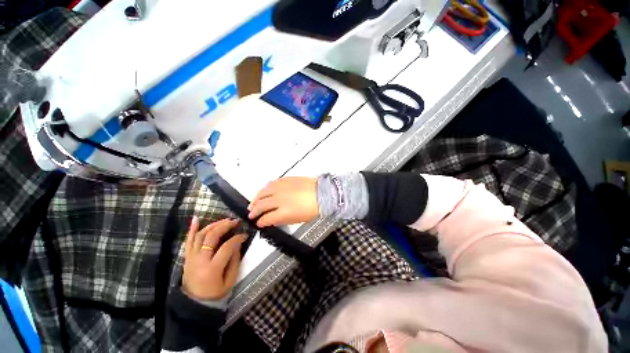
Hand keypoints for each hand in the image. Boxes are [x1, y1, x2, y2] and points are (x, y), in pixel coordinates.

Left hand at [182, 217, 245, 300]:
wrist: (194, 303)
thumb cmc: (215, 293)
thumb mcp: (230, 280)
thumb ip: (235, 260)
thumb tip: (238, 243)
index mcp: (212, 268)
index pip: (226, 247)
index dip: (237, 238)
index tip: (244, 235)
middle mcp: (200, 260)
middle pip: (211, 237)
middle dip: (225, 226)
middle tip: (235, 221)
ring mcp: (191, 257)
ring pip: (200, 235)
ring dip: (213, 225)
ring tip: (224, 220)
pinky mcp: (187, 257)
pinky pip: (188, 240)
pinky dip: (192, 229)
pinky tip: (196, 218)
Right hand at [247, 177, 318, 226]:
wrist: (322, 193)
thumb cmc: (313, 208)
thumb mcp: (298, 219)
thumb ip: (282, 220)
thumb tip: (272, 220)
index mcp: (284, 212)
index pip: (266, 218)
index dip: (261, 222)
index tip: (258, 223)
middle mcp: (280, 199)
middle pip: (261, 205)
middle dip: (254, 211)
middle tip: (251, 214)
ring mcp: (281, 188)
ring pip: (263, 192)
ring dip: (256, 198)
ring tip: (253, 202)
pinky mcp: (285, 180)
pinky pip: (271, 183)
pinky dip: (265, 188)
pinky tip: (264, 191)